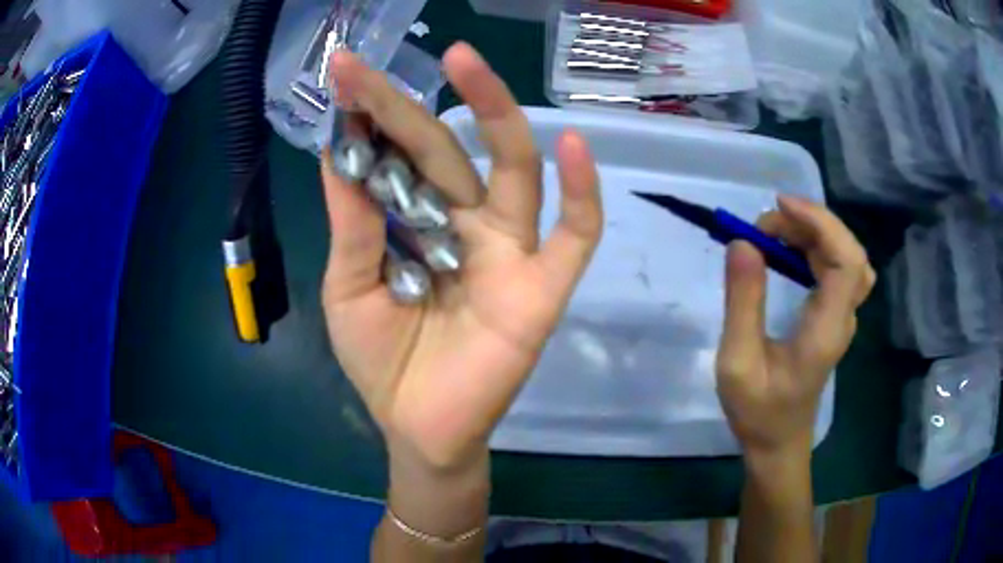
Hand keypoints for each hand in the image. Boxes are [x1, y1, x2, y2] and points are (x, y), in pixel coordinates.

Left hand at [320, 44, 602, 475]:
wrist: (421, 429)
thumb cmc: (382, 362)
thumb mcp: (349, 288)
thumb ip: (350, 224)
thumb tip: (336, 151)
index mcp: (416, 223)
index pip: (396, 155)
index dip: (369, 116)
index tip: (342, 73)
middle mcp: (465, 222)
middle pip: (445, 148)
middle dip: (408, 104)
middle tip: (371, 64)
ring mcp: (510, 250)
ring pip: (514, 168)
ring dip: (495, 112)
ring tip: (465, 61)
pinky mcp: (543, 287)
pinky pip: (576, 235)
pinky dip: (583, 193)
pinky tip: (573, 145)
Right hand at [716, 196, 874, 458]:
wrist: (779, 443)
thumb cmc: (758, 412)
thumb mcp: (738, 362)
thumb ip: (743, 302)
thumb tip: (742, 242)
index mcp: (827, 329)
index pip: (847, 261)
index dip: (820, 223)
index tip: (779, 206)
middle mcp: (844, 317)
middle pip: (850, 251)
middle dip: (811, 223)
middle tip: (766, 225)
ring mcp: (842, 316)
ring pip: (846, 256)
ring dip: (813, 233)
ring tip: (773, 234)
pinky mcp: (834, 316)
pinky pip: (837, 267)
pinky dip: (815, 247)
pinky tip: (788, 251)